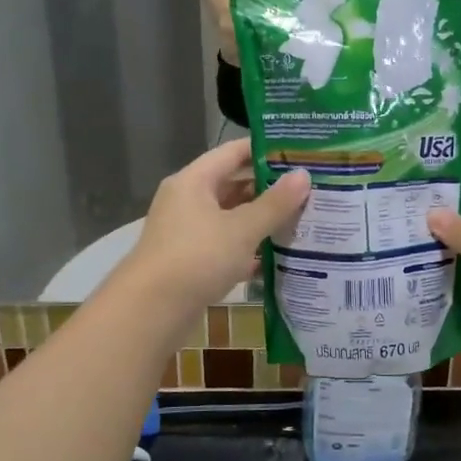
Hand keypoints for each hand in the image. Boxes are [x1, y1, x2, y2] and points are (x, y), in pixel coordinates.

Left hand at [124, 140, 309, 315]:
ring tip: (301, 220)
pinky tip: (278, 257)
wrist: (151, 311)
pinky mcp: (190, 262)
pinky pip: (225, 246)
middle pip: (232, 185)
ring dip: (261, 221)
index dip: (265, 150)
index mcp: (194, 181)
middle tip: (309, 189)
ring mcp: (187, 233)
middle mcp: (187, 201)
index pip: (233, 152)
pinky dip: (248, 250)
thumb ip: (274, 203)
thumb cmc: (197, 258)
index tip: (300, 152)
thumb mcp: (242, 229)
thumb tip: (303, 175)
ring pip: (230, 218)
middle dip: (268, 188)